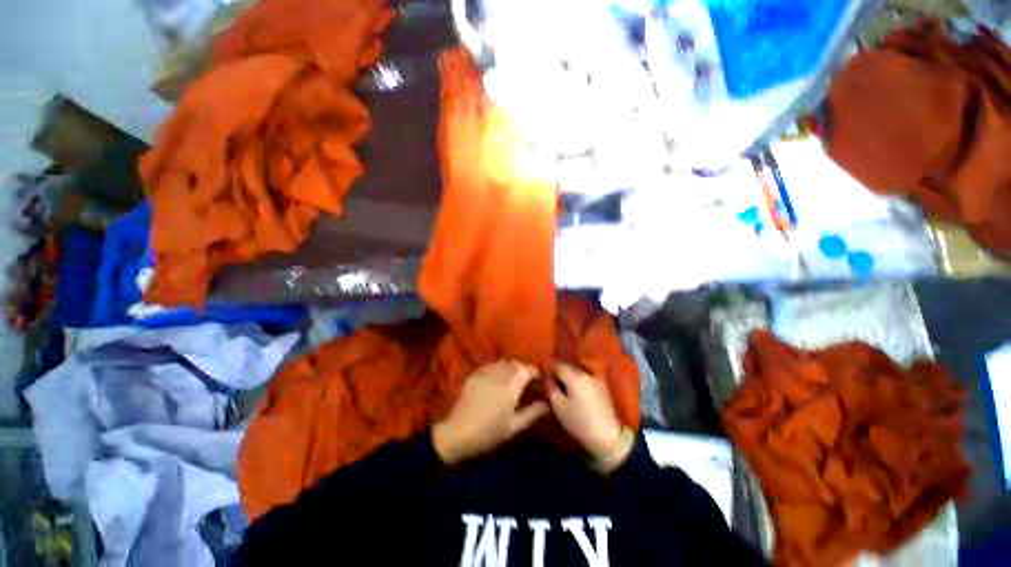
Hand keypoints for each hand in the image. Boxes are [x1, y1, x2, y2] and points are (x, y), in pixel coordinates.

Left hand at [433, 361, 548, 465]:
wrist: (458, 433)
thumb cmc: (489, 433)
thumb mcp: (513, 427)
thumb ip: (532, 414)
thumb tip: (546, 404)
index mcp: (510, 388)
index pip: (525, 369)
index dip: (533, 371)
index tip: (536, 378)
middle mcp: (498, 376)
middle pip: (514, 363)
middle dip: (522, 368)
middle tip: (524, 379)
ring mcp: (484, 374)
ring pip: (501, 363)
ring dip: (509, 367)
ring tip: (510, 378)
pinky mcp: (474, 375)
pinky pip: (489, 366)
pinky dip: (496, 368)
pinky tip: (495, 378)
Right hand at [548, 363, 627, 462]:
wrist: (608, 437)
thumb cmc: (579, 422)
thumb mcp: (558, 406)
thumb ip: (550, 387)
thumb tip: (547, 376)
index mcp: (575, 376)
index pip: (557, 364)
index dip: (548, 366)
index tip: (540, 369)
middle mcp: (585, 373)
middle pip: (568, 365)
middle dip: (558, 368)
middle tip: (548, 374)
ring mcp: (595, 378)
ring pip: (576, 370)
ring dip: (567, 372)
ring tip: (559, 380)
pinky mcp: (601, 386)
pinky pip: (584, 377)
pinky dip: (576, 378)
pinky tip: (572, 386)